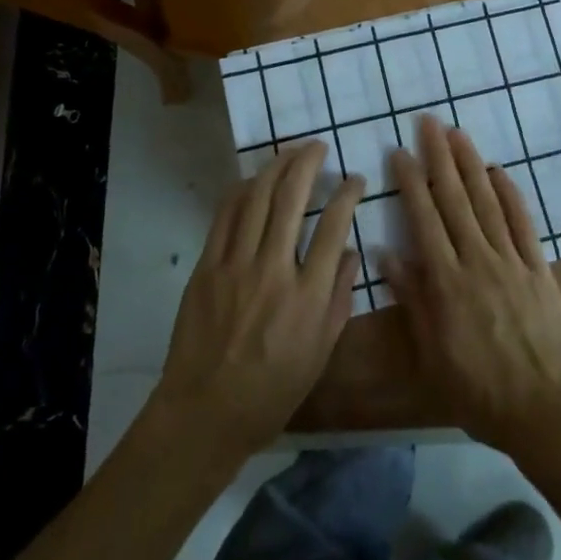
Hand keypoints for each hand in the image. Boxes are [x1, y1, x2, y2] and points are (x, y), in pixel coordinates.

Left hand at [154, 141, 362, 456]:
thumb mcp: (321, 352)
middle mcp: (273, 271)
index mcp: (308, 296)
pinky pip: (226, 216)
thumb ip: (339, 298)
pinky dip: (242, 190)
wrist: (205, 412)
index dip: (348, 193)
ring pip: (258, 198)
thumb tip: (349, 251)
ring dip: (276, 166)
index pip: (334, 226)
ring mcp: (236, 265)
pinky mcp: (207, 267)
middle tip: (318, 147)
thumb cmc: (272, 391)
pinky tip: (254, 180)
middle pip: (292, 198)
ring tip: (290, 152)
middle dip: (308, 163)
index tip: (354, 180)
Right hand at [382, 116, 560, 454]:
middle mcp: (478, 261)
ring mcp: (512, 261)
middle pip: (455, 200)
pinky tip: (498, 171)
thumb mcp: (432, 354)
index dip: (411, 184)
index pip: (424, 220)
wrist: (544, 409)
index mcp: (447, 282)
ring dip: (471, 165)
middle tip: (429, 123)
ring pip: (487, 203)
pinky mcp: (538, 268)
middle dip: (440, 158)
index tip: (400, 153)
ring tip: (458, 134)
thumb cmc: (478, 390)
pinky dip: (510, 194)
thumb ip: (413, 300)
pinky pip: (523, 223)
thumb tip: (387, 255)